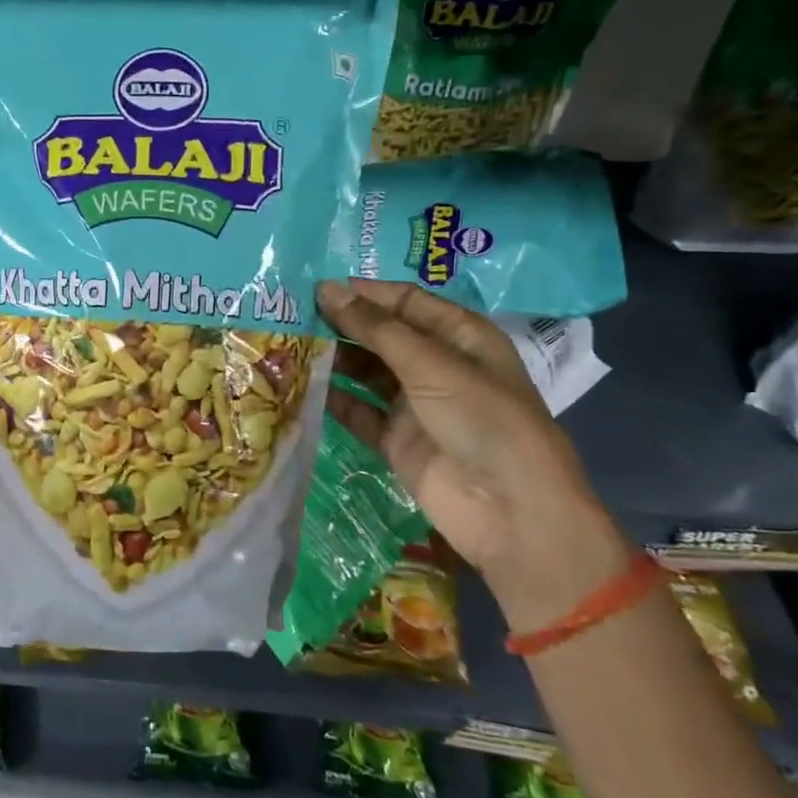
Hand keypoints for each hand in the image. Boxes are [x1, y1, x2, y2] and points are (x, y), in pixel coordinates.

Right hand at [315, 279, 619, 599]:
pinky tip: (299, 386)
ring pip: (366, 372)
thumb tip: (326, 289)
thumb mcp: (431, 364)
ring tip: (289, 345)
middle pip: (383, 335)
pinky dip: (333, 399)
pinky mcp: (396, 440)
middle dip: (343, 324)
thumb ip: (376, 328)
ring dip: (333, 359)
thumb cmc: (482, 420)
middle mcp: (437, 365)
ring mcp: (415, 404)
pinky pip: (358, 411)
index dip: (365, 293)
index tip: (315, 287)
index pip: (406, 302)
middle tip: (292, 315)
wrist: (509, 510)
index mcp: (460, 336)